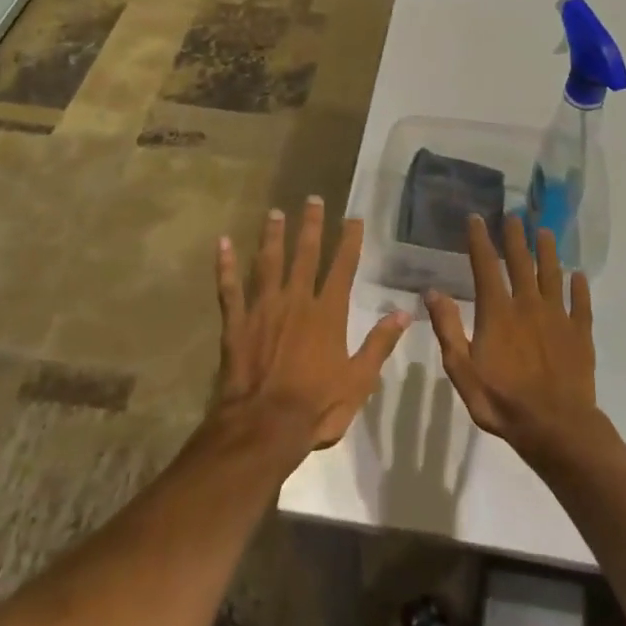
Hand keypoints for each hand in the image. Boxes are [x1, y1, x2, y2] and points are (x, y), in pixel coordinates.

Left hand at [215, 198, 410, 452]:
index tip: (353, 218)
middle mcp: (296, 301)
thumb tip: (404, 313)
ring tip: (274, 213)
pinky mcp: (236, 323)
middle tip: (312, 199)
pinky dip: (224, 266)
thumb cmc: (317, 406)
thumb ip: (379, 344)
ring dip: (272, 236)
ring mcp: (263, 309)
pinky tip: (222, 244)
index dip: (349, 241)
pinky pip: (229, 289)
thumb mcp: (359, 381)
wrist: (264, 426)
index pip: (342, 268)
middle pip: (305, 255)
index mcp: (327, 314)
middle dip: (310, 226)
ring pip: (268, 264)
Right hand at [427, 214, 604, 461]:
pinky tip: (579, 276)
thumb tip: (432, 291)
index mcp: (498, 312)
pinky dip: (580, 287)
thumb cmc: (503, 401)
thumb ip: (448, 328)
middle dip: (516, 238)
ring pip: (552, 276)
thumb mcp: (462, 370)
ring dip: (548, 252)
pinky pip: (581, 304)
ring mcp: (558, 318)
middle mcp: (528, 305)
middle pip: (521, 263)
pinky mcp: (580, 334)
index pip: (486, 267)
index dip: (480, 241)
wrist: (556, 428)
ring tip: (545, 232)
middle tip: (514, 216)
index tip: (477, 219)